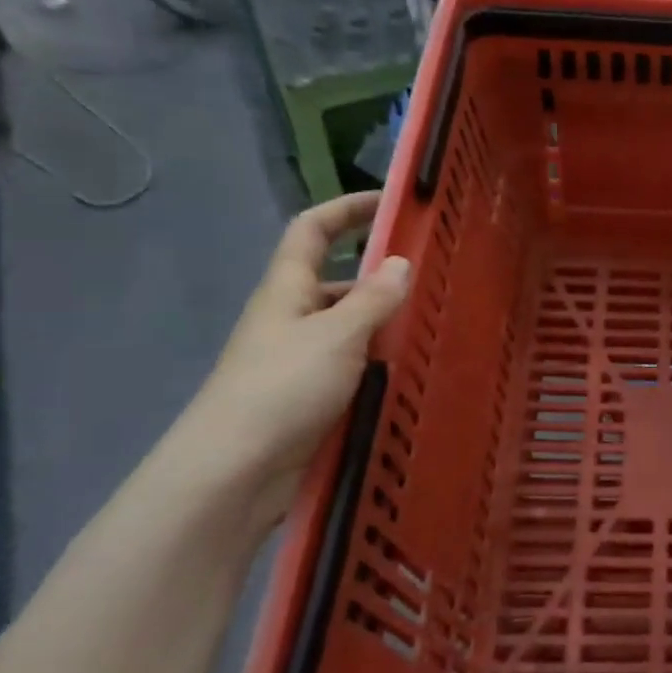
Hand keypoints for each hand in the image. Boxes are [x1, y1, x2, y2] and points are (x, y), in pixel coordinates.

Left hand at [180, 193, 410, 523]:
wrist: (235, 471)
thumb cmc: (282, 388)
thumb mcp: (336, 336)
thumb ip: (372, 299)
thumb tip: (400, 262)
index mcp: (287, 290)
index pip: (312, 230)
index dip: (346, 209)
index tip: (388, 201)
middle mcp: (292, 317)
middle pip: (337, 280)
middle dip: (380, 274)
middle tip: (434, 277)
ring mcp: (301, 359)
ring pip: (350, 327)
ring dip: (386, 323)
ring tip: (436, 323)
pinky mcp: (312, 397)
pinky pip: (354, 365)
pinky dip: (381, 361)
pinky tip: (414, 370)